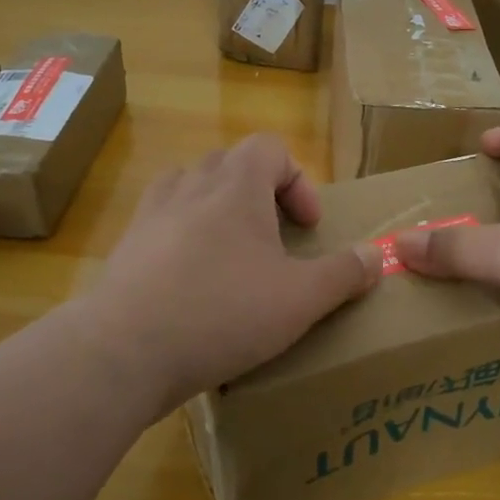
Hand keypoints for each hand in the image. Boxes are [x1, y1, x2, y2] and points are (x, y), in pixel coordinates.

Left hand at [76, 133, 382, 419]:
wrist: (122, 352)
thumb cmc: (222, 313)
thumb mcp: (300, 300)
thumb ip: (343, 274)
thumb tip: (377, 254)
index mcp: (236, 187)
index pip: (269, 147)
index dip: (297, 180)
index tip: (306, 227)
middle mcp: (191, 187)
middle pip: (230, 163)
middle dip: (259, 194)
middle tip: (273, 240)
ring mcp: (150, 215)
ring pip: (190, 187)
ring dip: (217, 209)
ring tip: (231, 252)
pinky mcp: (125, 247)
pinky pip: (161, 223)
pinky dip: (182, 237)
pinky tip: (191, 283)